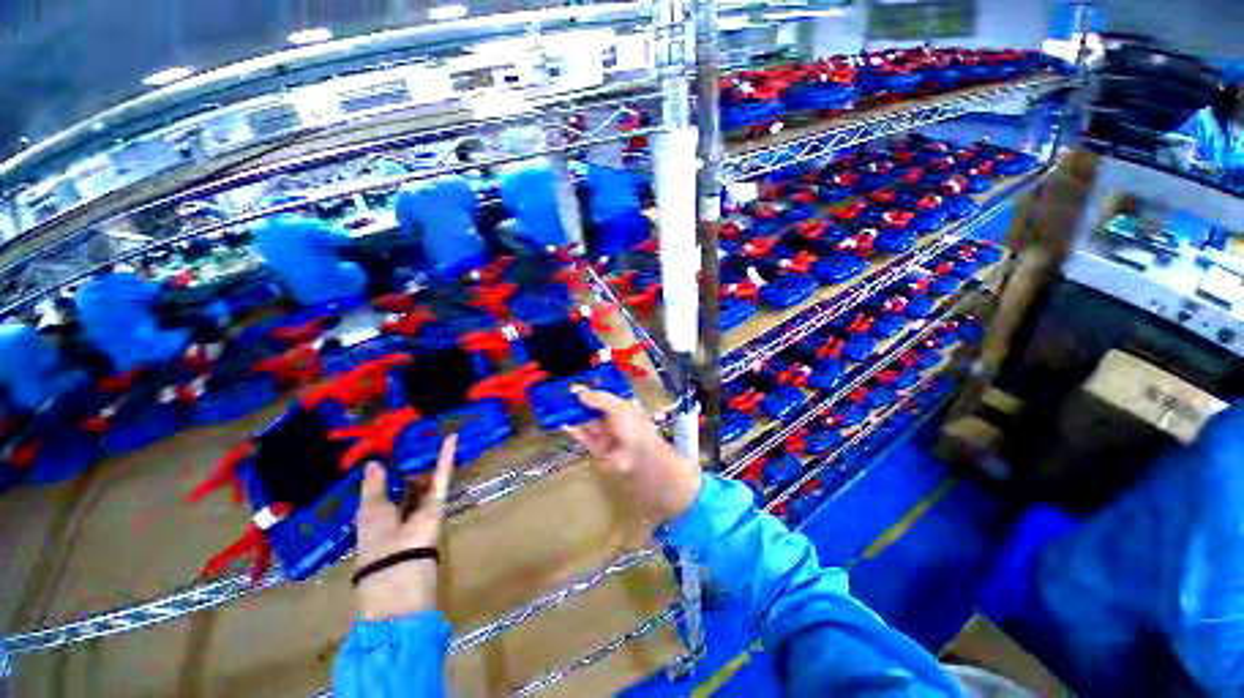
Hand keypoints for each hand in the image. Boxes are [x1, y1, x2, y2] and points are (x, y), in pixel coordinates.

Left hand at [354, 434, 455, 620]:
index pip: (387, 493)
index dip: (387, 475)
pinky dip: (447, 457)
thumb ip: (374, 486)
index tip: (389, 455)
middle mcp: (404, 511)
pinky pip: (442, 476)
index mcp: (382, 517)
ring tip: (429, 436)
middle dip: (409, 468)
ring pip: (426, 479)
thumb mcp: (369, 510)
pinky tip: (451, 438)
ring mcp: (423, 506)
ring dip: (427, 461)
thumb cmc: (376, 540)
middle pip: (409, 486)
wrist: (398, 566)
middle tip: (411, 445)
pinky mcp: (439, 501)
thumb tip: (374, 462)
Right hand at [564, 389, 700, 524]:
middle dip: (579, 404)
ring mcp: (606, 435)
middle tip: (562, 397)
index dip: (591, 392)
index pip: (605, 397)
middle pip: (593, 409)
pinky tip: (564, 424)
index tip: (575, 388)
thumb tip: (579, 391)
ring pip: (587, 423)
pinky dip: (574, 431)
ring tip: (558, 409)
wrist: (640, 460)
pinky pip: (584, 438)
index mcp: (623, 407)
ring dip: (574, 416)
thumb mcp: (617, 406)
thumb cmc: (633, 427)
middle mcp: (614, 420)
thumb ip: (598, 398)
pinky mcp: (597, 449)